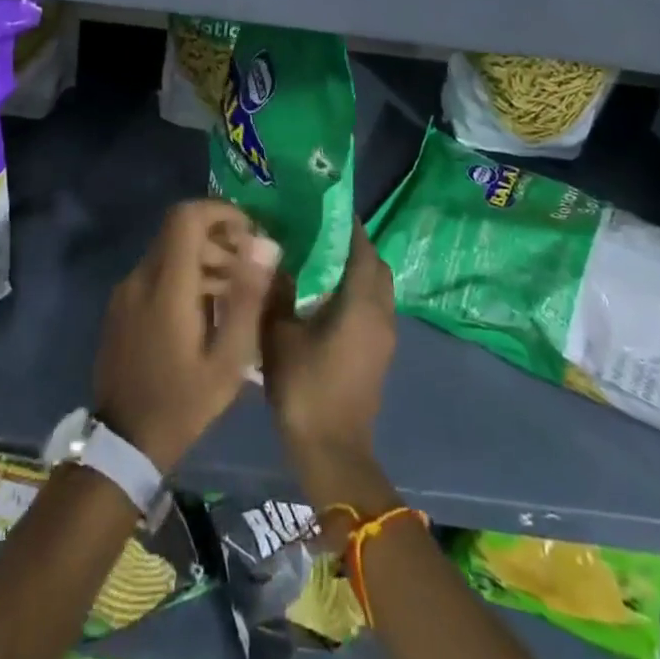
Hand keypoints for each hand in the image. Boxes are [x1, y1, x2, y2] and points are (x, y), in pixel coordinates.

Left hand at [93, 200, 277, 473]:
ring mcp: (126, 290)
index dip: (221, 212)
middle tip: (249, 269)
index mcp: (166, 285)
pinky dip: (185, 276)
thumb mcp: (228, 360)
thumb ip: (248, 297)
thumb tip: (267, 245)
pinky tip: (206, 311)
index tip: (250, 232)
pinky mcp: (121, 305)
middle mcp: (141, 276)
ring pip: (169, 250)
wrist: (123, 444)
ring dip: (204, 259)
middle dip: (218, 239)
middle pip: (180, 230)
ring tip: (235, 294)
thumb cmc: (182, 403)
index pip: (187, 216)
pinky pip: (156, 272)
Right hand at [261, 221, 396, 507]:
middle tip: (319, 231)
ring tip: (319, 258)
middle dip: (353, 243)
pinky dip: (356, 290)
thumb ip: (278, 292)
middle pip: (375, 263)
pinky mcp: (379, 352)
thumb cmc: (306, 389)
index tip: (324, 205)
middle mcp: (381, 312)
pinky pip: (373, 305)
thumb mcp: (279, 335)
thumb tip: (275, 257)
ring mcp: (384, 335)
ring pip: (377, 285)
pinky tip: (324, 294)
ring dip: (356, 268)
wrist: (332, 452)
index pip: (362, 248)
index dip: (347, 224)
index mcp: (361, 302)